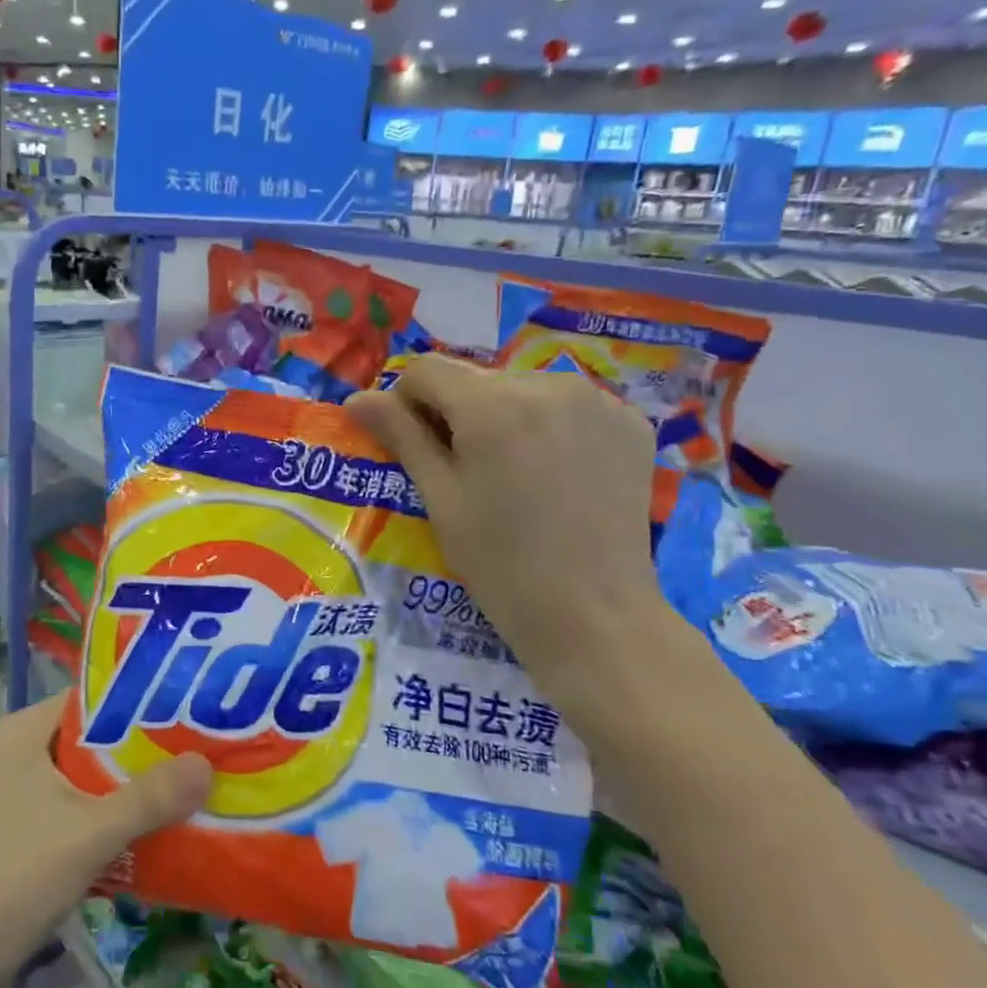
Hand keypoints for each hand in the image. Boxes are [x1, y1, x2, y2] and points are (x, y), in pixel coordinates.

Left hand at [0, 696, 210, 986]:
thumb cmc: (13, 878)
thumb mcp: (89, 832)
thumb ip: (150, 797)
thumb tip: (207, 763)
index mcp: (27, 730)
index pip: (97, 696)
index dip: (145, 699)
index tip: (194, 706)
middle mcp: (24, 751)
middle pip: (99, 736)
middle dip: (148, 746)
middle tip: (204, 746)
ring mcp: (25, 793)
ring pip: (94, 775)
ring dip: (136, 784)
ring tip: (193, 782)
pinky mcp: (30, 830)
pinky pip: (85, 807)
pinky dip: (118, 813)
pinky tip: (159, 826)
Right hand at [348, 356, 664, 680]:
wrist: (594, 617)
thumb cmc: (500, 564)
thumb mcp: (439, 498)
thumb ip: (400, 435)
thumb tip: (355, 398)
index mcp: (493, 404)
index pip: (426, 370)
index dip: (407, 403)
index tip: (418, 449)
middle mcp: (549, 383)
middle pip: (476, 379)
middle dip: (459, 414)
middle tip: (467, 472)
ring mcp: (599, 400)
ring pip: (523, 389)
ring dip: (505, 418)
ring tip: (516, 476)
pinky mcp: (631, 422)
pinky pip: (569, 406)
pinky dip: (551, 427)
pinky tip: (558, 475)